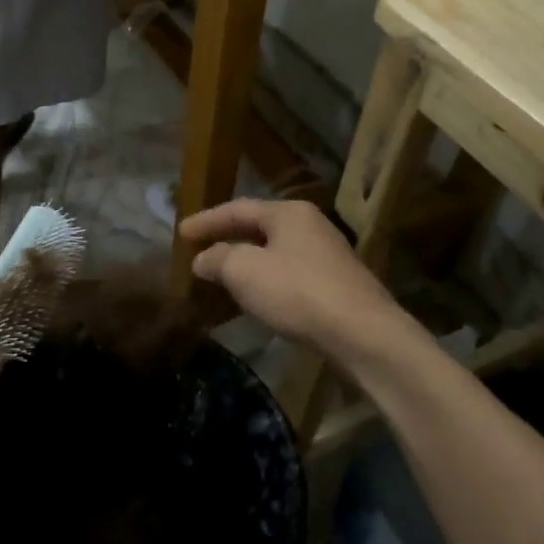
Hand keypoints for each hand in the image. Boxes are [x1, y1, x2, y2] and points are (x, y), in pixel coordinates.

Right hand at [182, 199, 406, 355]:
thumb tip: (203, 259)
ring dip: (246, 262)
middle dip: (227, 239)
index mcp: (288, 213)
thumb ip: (218, 259)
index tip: (180, 232)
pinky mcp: (336, 285)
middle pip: (258, 227)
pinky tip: (254, 297)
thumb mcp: (245, 271)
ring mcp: (327, 256)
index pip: (237, 208)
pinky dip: (265, 280)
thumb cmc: (298, 292)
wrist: (363, 335)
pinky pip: (289, 274)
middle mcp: (310, 226)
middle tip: (199, 249)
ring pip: (275, 252)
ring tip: (220, 274)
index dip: (206, 220)